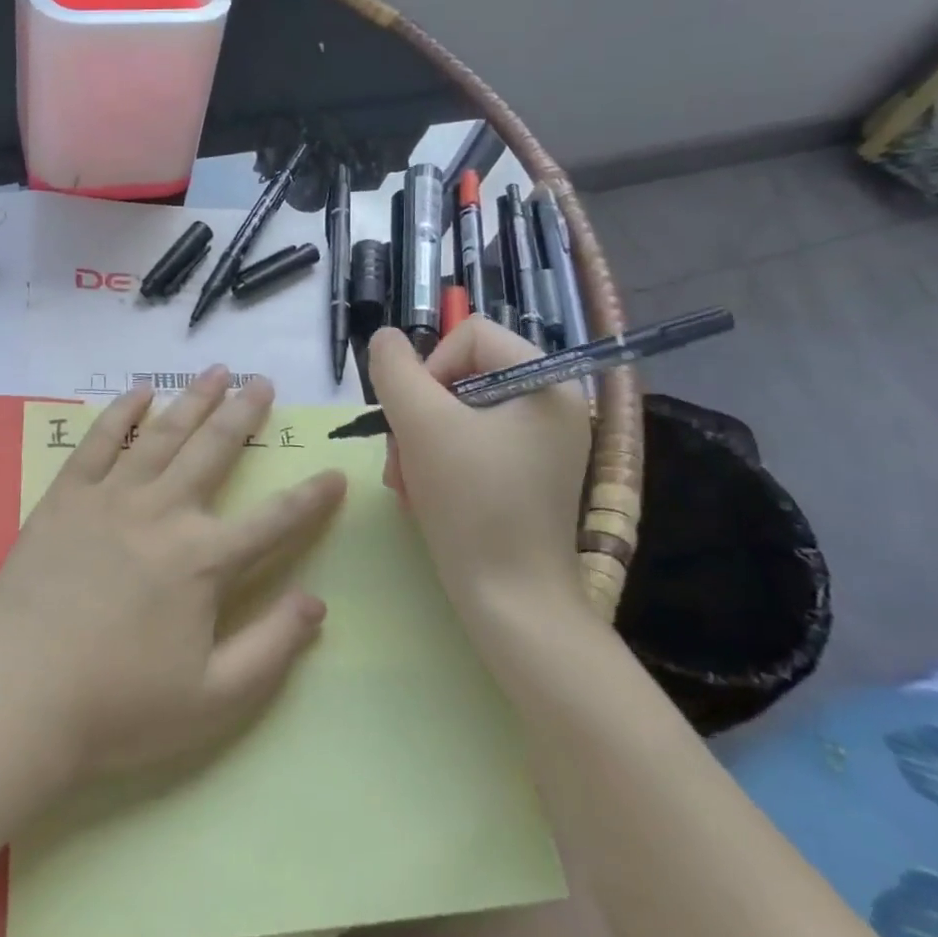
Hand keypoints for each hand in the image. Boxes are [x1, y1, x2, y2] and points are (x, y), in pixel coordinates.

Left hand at [0, 366, 346, 783]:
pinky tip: (139, 392)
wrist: (17, 695)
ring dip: (194, 399)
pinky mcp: (67, 496)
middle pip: (214, 451)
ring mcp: (112, 497)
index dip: (311, 498)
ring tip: (217, 370)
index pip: (274, 521)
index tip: (336, 474)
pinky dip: (121, 412)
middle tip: (263, 382)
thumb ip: (272, 648)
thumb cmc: (119, 706)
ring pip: (163, 433)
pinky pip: (100, 441)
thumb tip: (318, 602)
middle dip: (244, 414)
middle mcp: (164, 512)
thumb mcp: (213, 699)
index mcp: (204, 560)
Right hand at [368, 321, 590, 619]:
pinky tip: (424, 493)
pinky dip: (439, 461)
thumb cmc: (471, 503)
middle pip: (461, 374)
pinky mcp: (528, 474)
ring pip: (458, 411)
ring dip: (419, 441)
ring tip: (407, 482)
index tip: (415, 417)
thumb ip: (395, 369)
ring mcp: (543, 442)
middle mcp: (553, 403)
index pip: (469, 334)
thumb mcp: (421, 424)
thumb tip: (385, 338)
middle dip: (418, 414)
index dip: (429, 367)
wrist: (512, 602)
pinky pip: (471, 443)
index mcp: (545, 381)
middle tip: (401, 457)